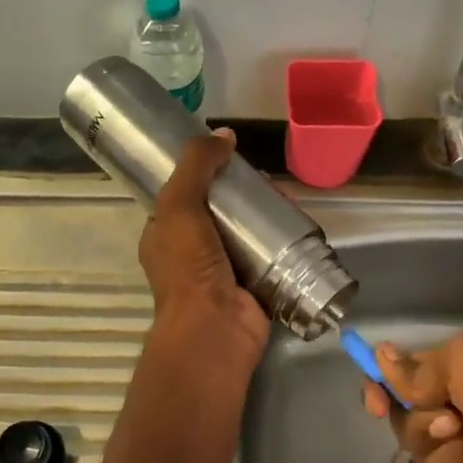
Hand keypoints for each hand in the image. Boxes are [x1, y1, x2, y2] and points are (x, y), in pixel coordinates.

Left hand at [137, 130, 269, 367]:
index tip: (231, 159)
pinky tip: (298, 224)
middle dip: (243, 195)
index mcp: (165, 235)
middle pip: (220, 212)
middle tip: (266, 180)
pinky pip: (270, 256)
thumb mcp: (180, 205)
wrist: (215, 330)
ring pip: (247, 233)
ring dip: (266, 216)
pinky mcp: (254, 286)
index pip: (183, 195)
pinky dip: (283, 242)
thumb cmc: (188, 267)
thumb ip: (197, 166)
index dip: (204, 174)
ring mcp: (223, 271)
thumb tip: (224, 133)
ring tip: (286, 197)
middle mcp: (191, 253)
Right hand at [360, 331, 462, 462]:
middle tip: (457, 425)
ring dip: (452, 459)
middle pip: (406, 419)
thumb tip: (381, 357)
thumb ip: (421, 366)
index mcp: (462, 372)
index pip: (403, 374)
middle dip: (426, 426)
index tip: (375, 404)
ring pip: (424, 459)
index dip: (382, 387)